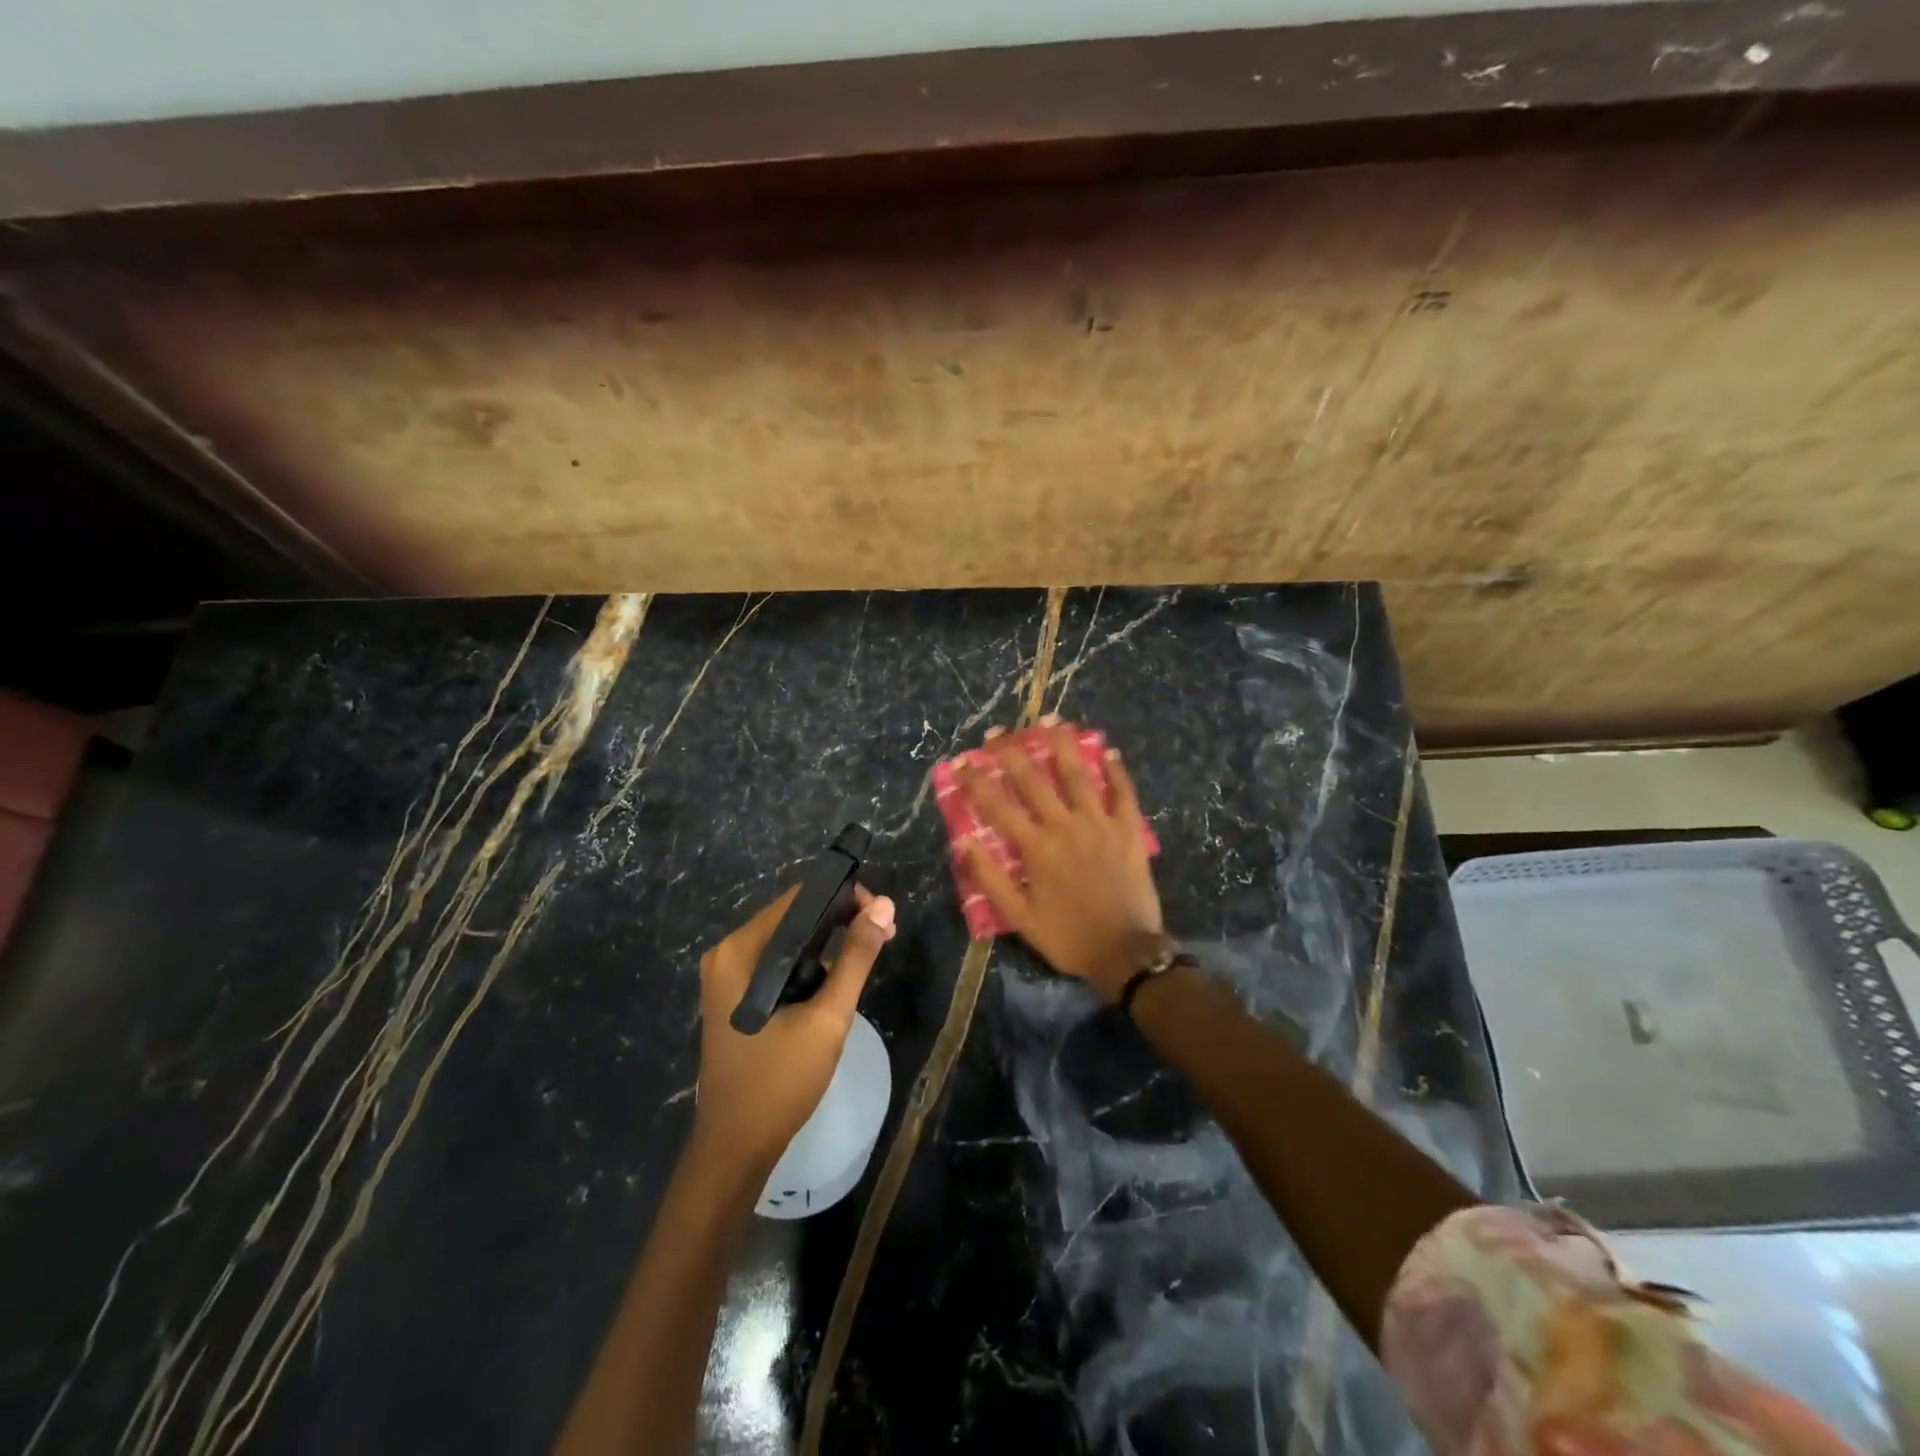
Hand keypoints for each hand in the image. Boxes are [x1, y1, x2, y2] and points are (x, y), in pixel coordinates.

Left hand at [691, 884, 896, 1172]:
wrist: (735, 1149)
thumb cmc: (779, 1081)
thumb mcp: (827, 1017)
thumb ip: (856, 957)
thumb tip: (884, 904)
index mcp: (740, 951)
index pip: (799, 899)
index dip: (844, 898)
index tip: (881, 915)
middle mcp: (728, 954)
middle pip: (793, 917)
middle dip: (840, 921)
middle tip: (884, 936)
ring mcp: (728, 976)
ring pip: (788, 941)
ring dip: (828, 944)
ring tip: (869, 955)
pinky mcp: (735, 996)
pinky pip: (778, 964)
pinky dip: (809, 965)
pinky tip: (836, 979)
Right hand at [957, 720, 1164, 1000]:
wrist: (1127, 952)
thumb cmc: (1069, 937)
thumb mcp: (1020, 917)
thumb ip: (990, 878)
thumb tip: (963, 842)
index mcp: (1036, 847)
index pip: (998, 806)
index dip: (976, 782)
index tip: (960, 763)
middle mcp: (1065, 826)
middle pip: (1034, 780)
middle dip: (1011, 753)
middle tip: (996, 733)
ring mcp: (1100, 824)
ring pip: (1078, 774)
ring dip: (1062, 745)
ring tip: (1050, 721)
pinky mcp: (1129, 830)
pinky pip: (1123, 792)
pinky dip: (1116, 770)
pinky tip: (1109, 751)